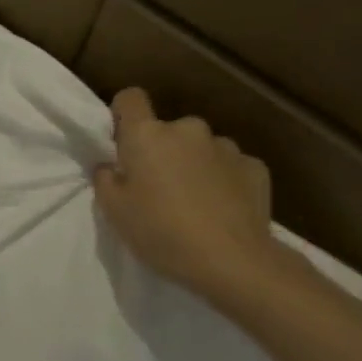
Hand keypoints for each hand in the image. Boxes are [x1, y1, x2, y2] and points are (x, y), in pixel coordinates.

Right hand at [93, 87, 284, 305]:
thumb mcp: (113, 211)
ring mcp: (226, 146)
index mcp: (147, 135)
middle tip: (156, 188)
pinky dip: (222, 180)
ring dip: (192, 165)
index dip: (122, 115)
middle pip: (166, 130)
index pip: (130, 99)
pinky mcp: (256, 167)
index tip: (121, 142)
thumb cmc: (160, 232)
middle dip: (160, 151)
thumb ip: (106, 179)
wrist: (233, 261)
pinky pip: (229, 166)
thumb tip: (111, 166)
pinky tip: (221, 209)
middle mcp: (188, 129)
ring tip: (193, 202)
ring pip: (199, 148)